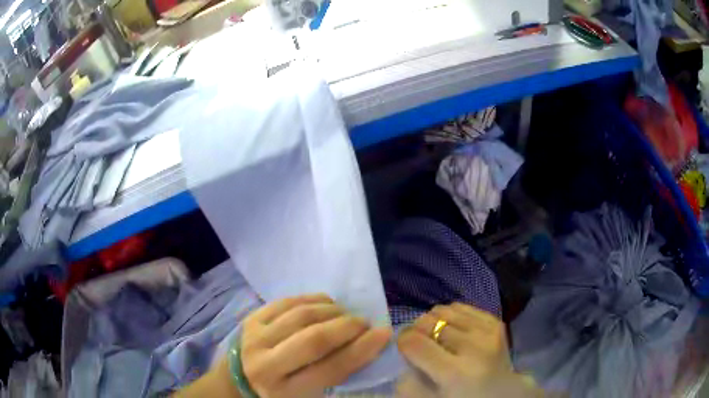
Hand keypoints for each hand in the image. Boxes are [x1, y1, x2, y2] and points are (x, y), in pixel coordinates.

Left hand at [240, 294, 391, 397]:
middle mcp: (266, 365)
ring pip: (301, 316)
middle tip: (364, 322)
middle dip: (347, 327)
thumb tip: (369, 342)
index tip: (384, 334)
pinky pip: (287, 302)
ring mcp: (255, 338)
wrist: (239, 378)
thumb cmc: (282, 391)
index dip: (361, 350)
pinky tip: (326, 303)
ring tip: (346, 314)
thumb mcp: (310, 394)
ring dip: (332, 311)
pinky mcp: (251, 319)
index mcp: (285, 392)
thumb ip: (335, 373)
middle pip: (314, 339)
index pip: (330, 369)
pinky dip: (312, 299)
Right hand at [396, 303, 541, 397]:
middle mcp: (474, 347)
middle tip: (419, 342)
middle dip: (416, 329)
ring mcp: (488, 331)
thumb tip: (401, 354)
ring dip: (433, 321)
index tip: (403, 347)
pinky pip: (461, 306)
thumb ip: (409, 382)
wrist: (503, 391)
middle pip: (429, 321)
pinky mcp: (495, 322)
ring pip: (444, 309)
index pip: (415, 343)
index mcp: (455, 373)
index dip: (402, 341)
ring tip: (437, 336)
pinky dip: (450, 315)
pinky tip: (453, 329)